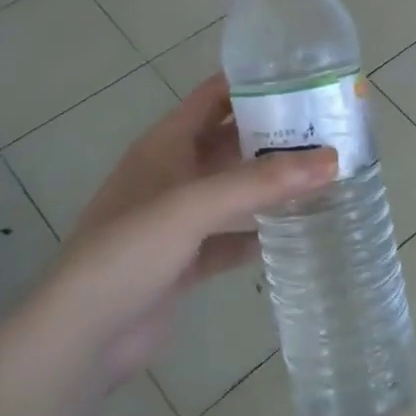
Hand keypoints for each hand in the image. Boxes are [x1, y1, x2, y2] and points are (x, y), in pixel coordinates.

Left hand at [37, 74, 334, 390]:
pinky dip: (262, 232)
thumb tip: (334, 159)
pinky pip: (233, 236)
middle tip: (333, 130)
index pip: (214, 97)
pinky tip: (300, 229)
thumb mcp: (193, 206)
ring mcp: (180, 220)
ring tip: (329, 175)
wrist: (82, 337)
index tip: (307, 79)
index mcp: (165, 145)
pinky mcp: (188, 259)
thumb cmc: (129, 252)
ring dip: (273, 184)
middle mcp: (173, 174)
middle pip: (232, 142)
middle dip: (276, 135)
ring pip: (236, 191)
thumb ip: (261, 182)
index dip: (254, 83)